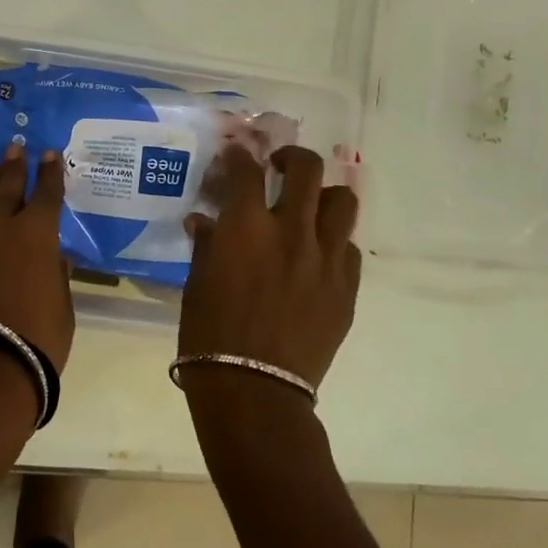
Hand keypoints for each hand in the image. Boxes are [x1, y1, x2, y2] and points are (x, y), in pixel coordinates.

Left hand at [0, 143, 74, 374]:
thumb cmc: (35, 338)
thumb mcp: (61, 307)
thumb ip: (56, 275)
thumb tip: (54, 257)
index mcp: (35, 234)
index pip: (47, 193)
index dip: (50, 172)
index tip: (49, 153)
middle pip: (7, 188)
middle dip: (14, 166)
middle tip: (15, 148)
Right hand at [180, 145, 360, 389]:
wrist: (254, 390)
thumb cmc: (210, 335)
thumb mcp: (197, 283)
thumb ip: (207, 244)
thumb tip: (204, 221)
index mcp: (246, 227)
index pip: (246, 170)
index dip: (239, 156)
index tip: (236, 156)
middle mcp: (291, 231)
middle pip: (305, 168)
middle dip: (291, 158)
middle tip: (279, 168)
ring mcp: (326, 258)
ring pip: (342, 201)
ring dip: (322, 196)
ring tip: (309, 209)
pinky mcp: (347, 288)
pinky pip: (349, 248)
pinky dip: (333, 243)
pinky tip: (317, 258)